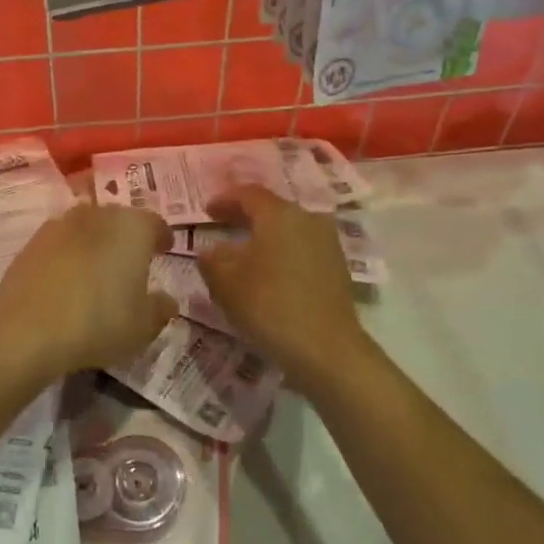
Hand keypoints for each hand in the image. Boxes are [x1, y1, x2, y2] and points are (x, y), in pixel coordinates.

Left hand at [0, 204, 176, 378]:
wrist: (27, 331)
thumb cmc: (99, 322)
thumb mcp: (143, 326)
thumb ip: (160, 309)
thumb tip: (165, 300)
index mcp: (132, 227)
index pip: (155, 223)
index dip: (162, 237)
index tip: (165, 250)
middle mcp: (96, 216)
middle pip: (118, 220)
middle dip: (127, 237)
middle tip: (132, 262)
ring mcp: (59, 226)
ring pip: (86, 229)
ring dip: (95, 244)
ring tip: (98, 271)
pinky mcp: (30, 243)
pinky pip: (60, 245)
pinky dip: (68, 256)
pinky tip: (67, 281)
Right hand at [198, 186, 364, 383]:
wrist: (325, 349)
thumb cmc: (269, 306)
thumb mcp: (225, 282)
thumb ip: (212, 259)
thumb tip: (212, 250)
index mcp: (279, 214)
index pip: (248, 194)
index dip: (224, 200)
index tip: (207, 211)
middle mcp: (307, 219)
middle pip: (271, 209)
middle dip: (244, 216)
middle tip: (222, 225)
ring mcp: (327, 243)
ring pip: (288, 229)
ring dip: (265, 235)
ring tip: (244, 251)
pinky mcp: (337, 267)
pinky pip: (302, 248)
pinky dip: (281, 252)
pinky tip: (269, 271)